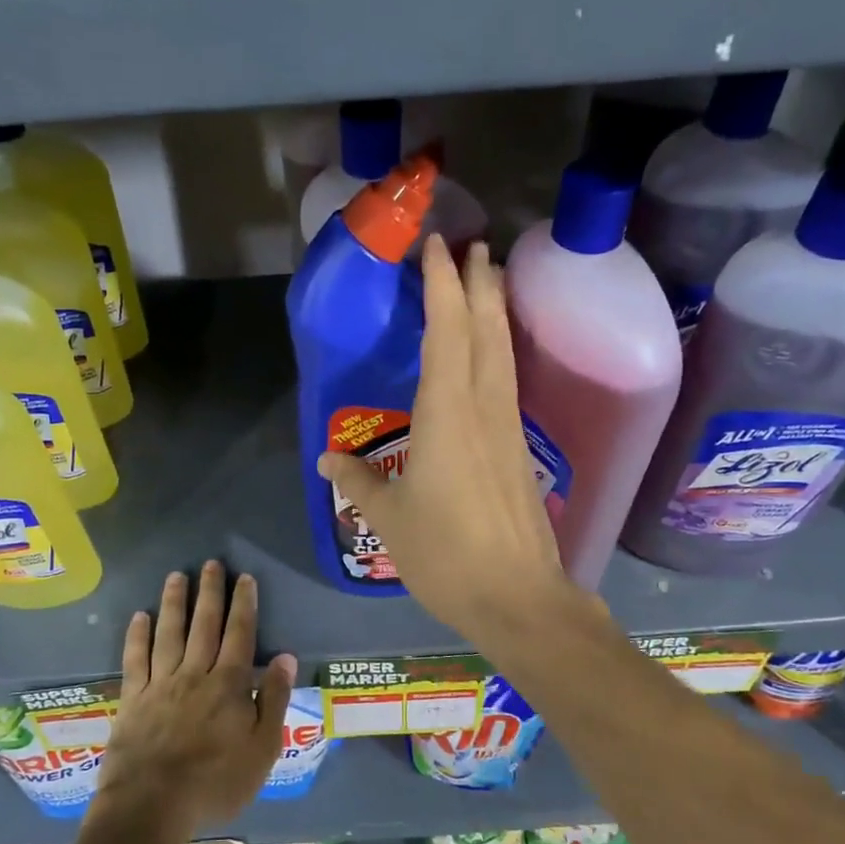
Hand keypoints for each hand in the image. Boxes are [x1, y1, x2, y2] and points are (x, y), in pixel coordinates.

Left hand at [90, 562, 295, 843]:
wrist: (152, 805)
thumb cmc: (215, 782)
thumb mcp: (262, 749)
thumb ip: (275, 700)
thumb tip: (286, 657)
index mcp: (229, 685)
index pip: (240, 635)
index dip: (244, 604)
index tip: (245, 578)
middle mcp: (195, 674)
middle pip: (204, 625)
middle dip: (210, 592)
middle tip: (211, 563)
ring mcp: (160, 684)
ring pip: (169, 633)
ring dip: (174, 603)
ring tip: (177, 576)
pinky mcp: (133, 699)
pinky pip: (135, 659)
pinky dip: (138, 635)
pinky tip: (140, 616)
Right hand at [318, 235, 572, 642]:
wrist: (516, 596)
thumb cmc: (445, 553)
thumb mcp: (389, 516)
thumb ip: (357, 481)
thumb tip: (327, 459)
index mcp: (448, 413)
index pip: (447, 332)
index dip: (441, 285)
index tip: (436, 246)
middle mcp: (483, 408)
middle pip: (486, 330)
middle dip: (479, 284)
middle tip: (473, 247)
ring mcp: (507, 429)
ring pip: (503, 353)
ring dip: (495, 312)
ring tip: (489, 281)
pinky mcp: (517, 451)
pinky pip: (506, 382)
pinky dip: (498, 351)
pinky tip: (491, 356)